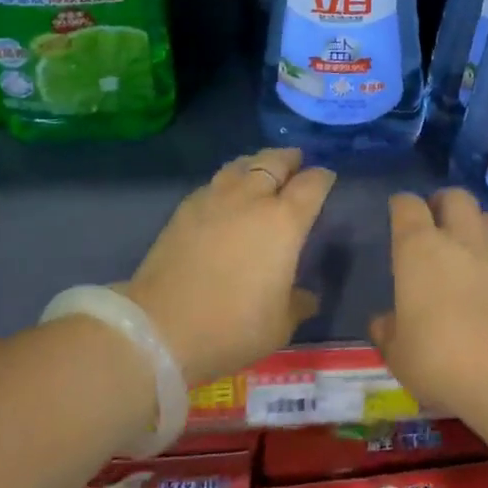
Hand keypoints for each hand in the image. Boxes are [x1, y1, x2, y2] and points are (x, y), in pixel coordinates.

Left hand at [124, 148, 334, 385]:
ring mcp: (215, 199)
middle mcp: (252, 198)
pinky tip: (226, 194)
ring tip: (262, 169)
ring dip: (257, 162)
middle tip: (297, 162)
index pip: (312, 184)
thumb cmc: (231, 327)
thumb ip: (298, 303)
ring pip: (242, 164)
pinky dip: (228, 180)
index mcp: (284, 221)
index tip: (327, 178)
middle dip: (290, 159)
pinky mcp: (185, 209)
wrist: (160, 329)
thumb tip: (307, 296)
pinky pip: (214, 182)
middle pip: (275, 161)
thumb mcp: (279, 325)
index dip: (323, 178)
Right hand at [370, 189, 487, 412]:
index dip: (401, 206)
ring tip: (468, 245)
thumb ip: (389, 332)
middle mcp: (459, 240)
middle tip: (435, 223)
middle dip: (443, 203)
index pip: (407, 206)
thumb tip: (384, 321)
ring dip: (476, 224)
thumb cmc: (441, 360)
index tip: (398, 213)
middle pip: (455, 197)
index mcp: (419, 250)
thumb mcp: (399, 355)